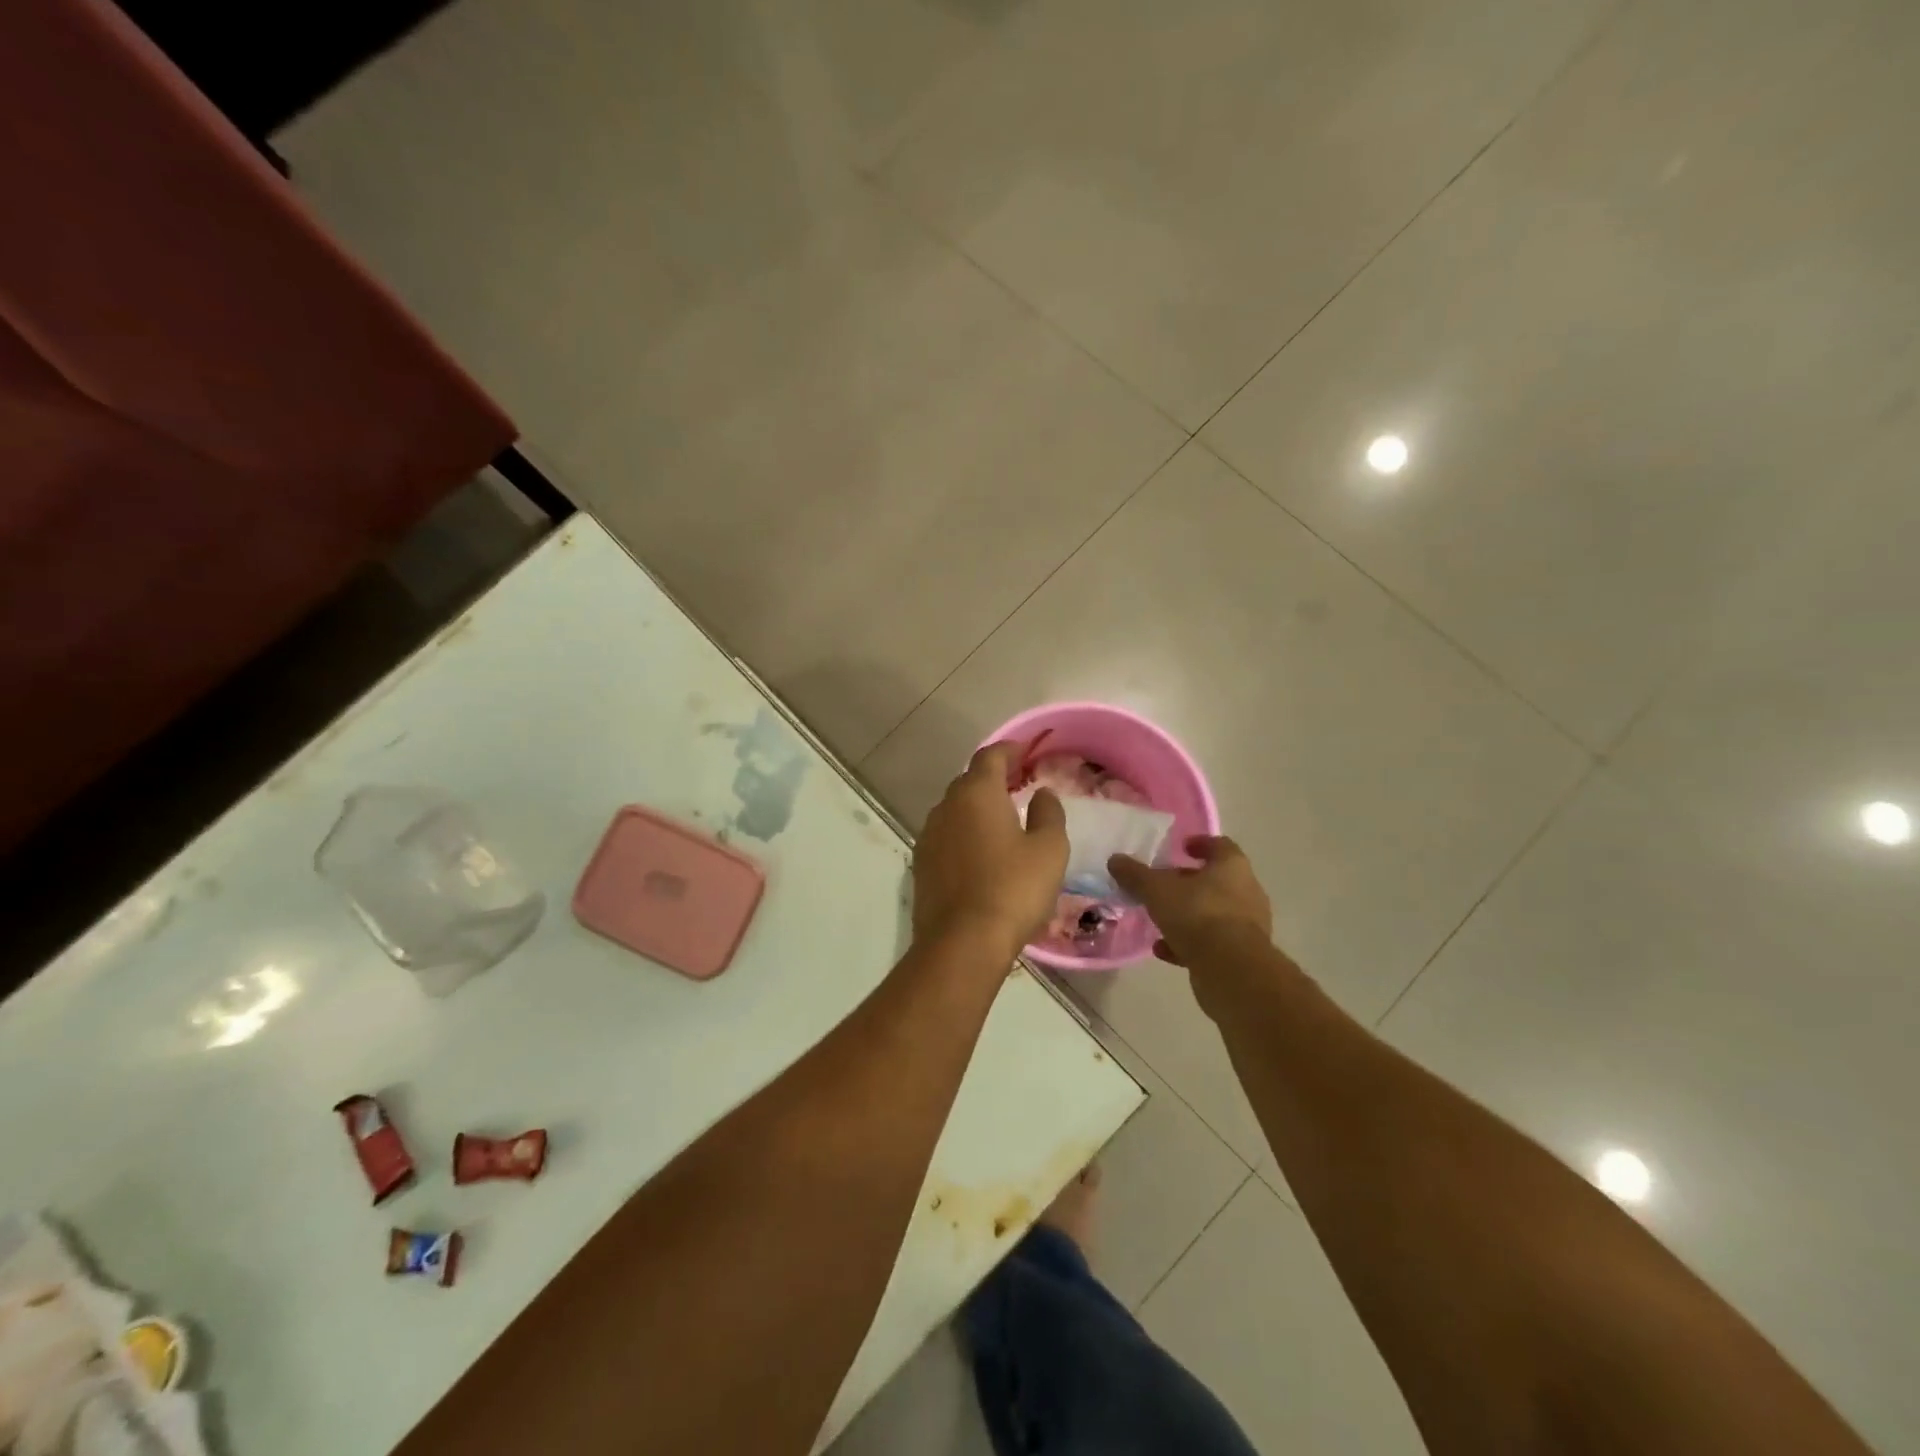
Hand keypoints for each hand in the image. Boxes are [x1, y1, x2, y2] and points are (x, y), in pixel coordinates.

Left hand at [913, 742, 1067, 955]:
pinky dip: (964, 833)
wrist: (962, 942)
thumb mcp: (1049, 849)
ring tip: (1001, 819)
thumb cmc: (1013, 889)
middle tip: (1018, 784)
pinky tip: (980, 851)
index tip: (1027, 752)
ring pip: (954, 809)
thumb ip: (1048, 813)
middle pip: (969, 781)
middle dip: (993, 778)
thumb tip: (1041, 793)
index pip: (990, 756)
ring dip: (976, 807)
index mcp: (976, 794)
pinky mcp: (921, 865)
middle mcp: (946, 807)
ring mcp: (928, 836)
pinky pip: (946, 836)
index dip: (1010, 750)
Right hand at [1108, 835, 1272, 967]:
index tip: (1181, 847)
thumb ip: (1135, 874)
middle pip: (1217, 881)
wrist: (1231, 970)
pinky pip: (1212, 943)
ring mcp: (1247, 926)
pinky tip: (1163, 949)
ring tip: (1159, 919)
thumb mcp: (1156, 890)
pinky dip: (1188, 943)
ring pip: (1214, 913)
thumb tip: (1115, 860)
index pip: (1220, 846)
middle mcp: (1246, 892)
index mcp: (1232, 867)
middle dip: (1189, 883)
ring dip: (1188, 915)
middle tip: (1163, 885)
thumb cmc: (1197, 914)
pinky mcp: (1241, 955)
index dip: (1200, 844)